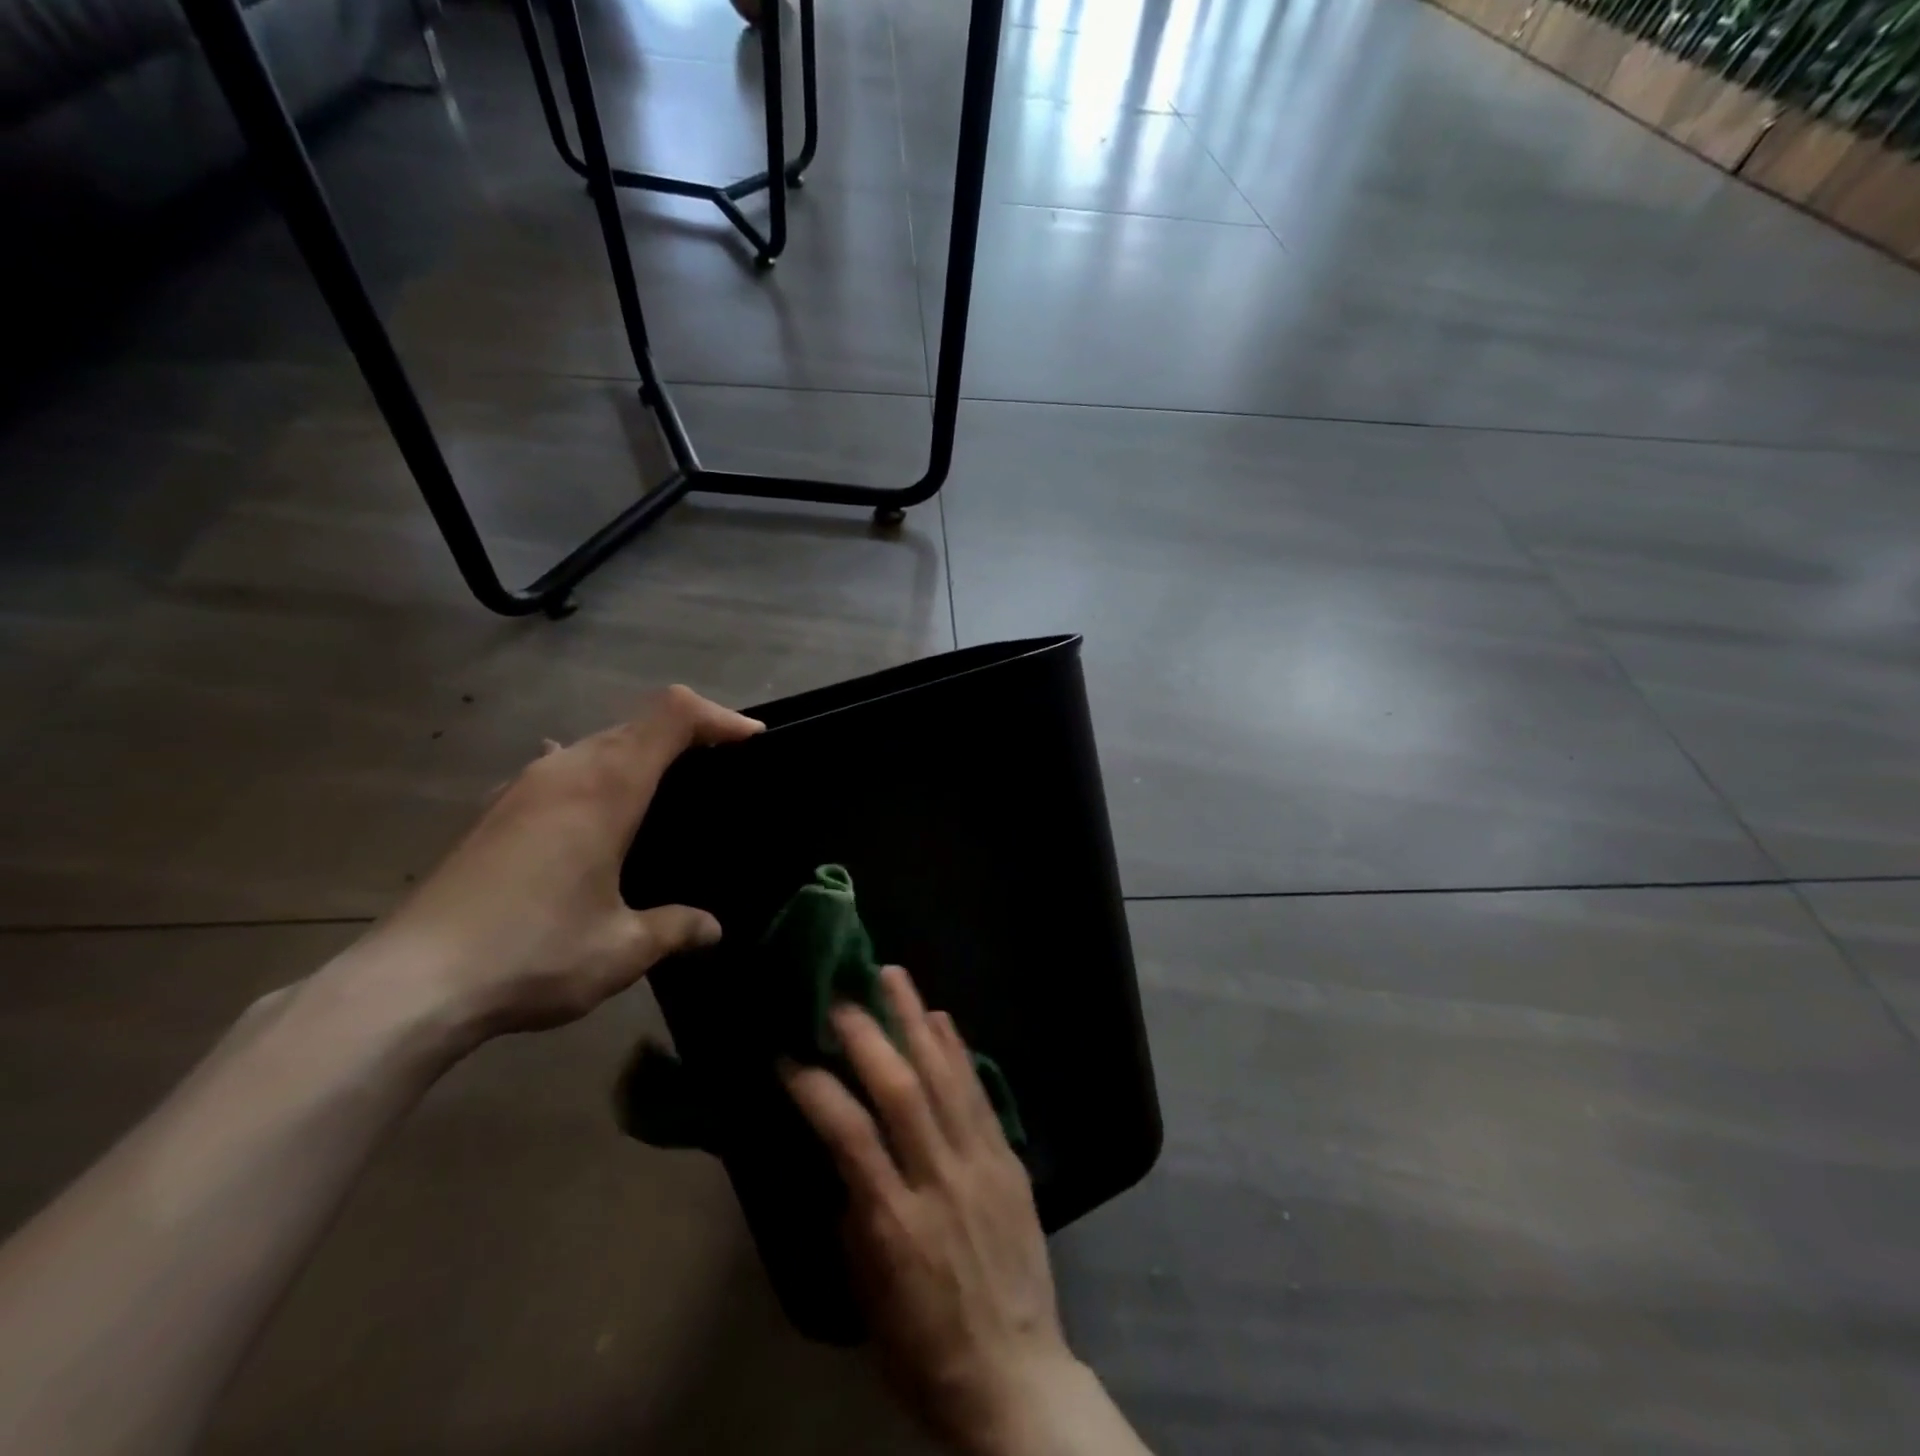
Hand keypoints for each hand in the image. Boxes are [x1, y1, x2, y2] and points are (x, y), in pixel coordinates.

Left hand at [347, 685, 761, 1039]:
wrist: (407, 985)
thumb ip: (676, 929)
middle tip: (723, 771)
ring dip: (641, 754)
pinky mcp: (495, 811)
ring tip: (667, 794)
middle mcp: (564, 768)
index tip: (752, 742)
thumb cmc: (532, 953)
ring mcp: (522, 786)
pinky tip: (595, 813)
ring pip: (596, 742)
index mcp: (605, 787)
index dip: (719, 717)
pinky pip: (561, 767)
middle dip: (688, 734)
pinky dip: (597, 774)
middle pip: (637, 723)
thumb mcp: (622, 949)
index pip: (672, 715)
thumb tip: (711, 929)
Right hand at [782, 967, 1080, 1454]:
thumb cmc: (924, 1349)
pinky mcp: (1008, 1160)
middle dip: (867, 1034)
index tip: (788, 1055)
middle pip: (901, 1090)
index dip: (816, 1088)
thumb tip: (845, 1153)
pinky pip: (980, 1094)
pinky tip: (941, 1019)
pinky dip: (958, 1051)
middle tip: (841, 992)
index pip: (849, 1135)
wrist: (1016, 1379)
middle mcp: (939, 1180)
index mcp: (894, 1223)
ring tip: (893, 976)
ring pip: (945, 1076)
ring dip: (915, 1021)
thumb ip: (855, 1214)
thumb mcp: (867, 1295)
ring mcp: (980, 1164)